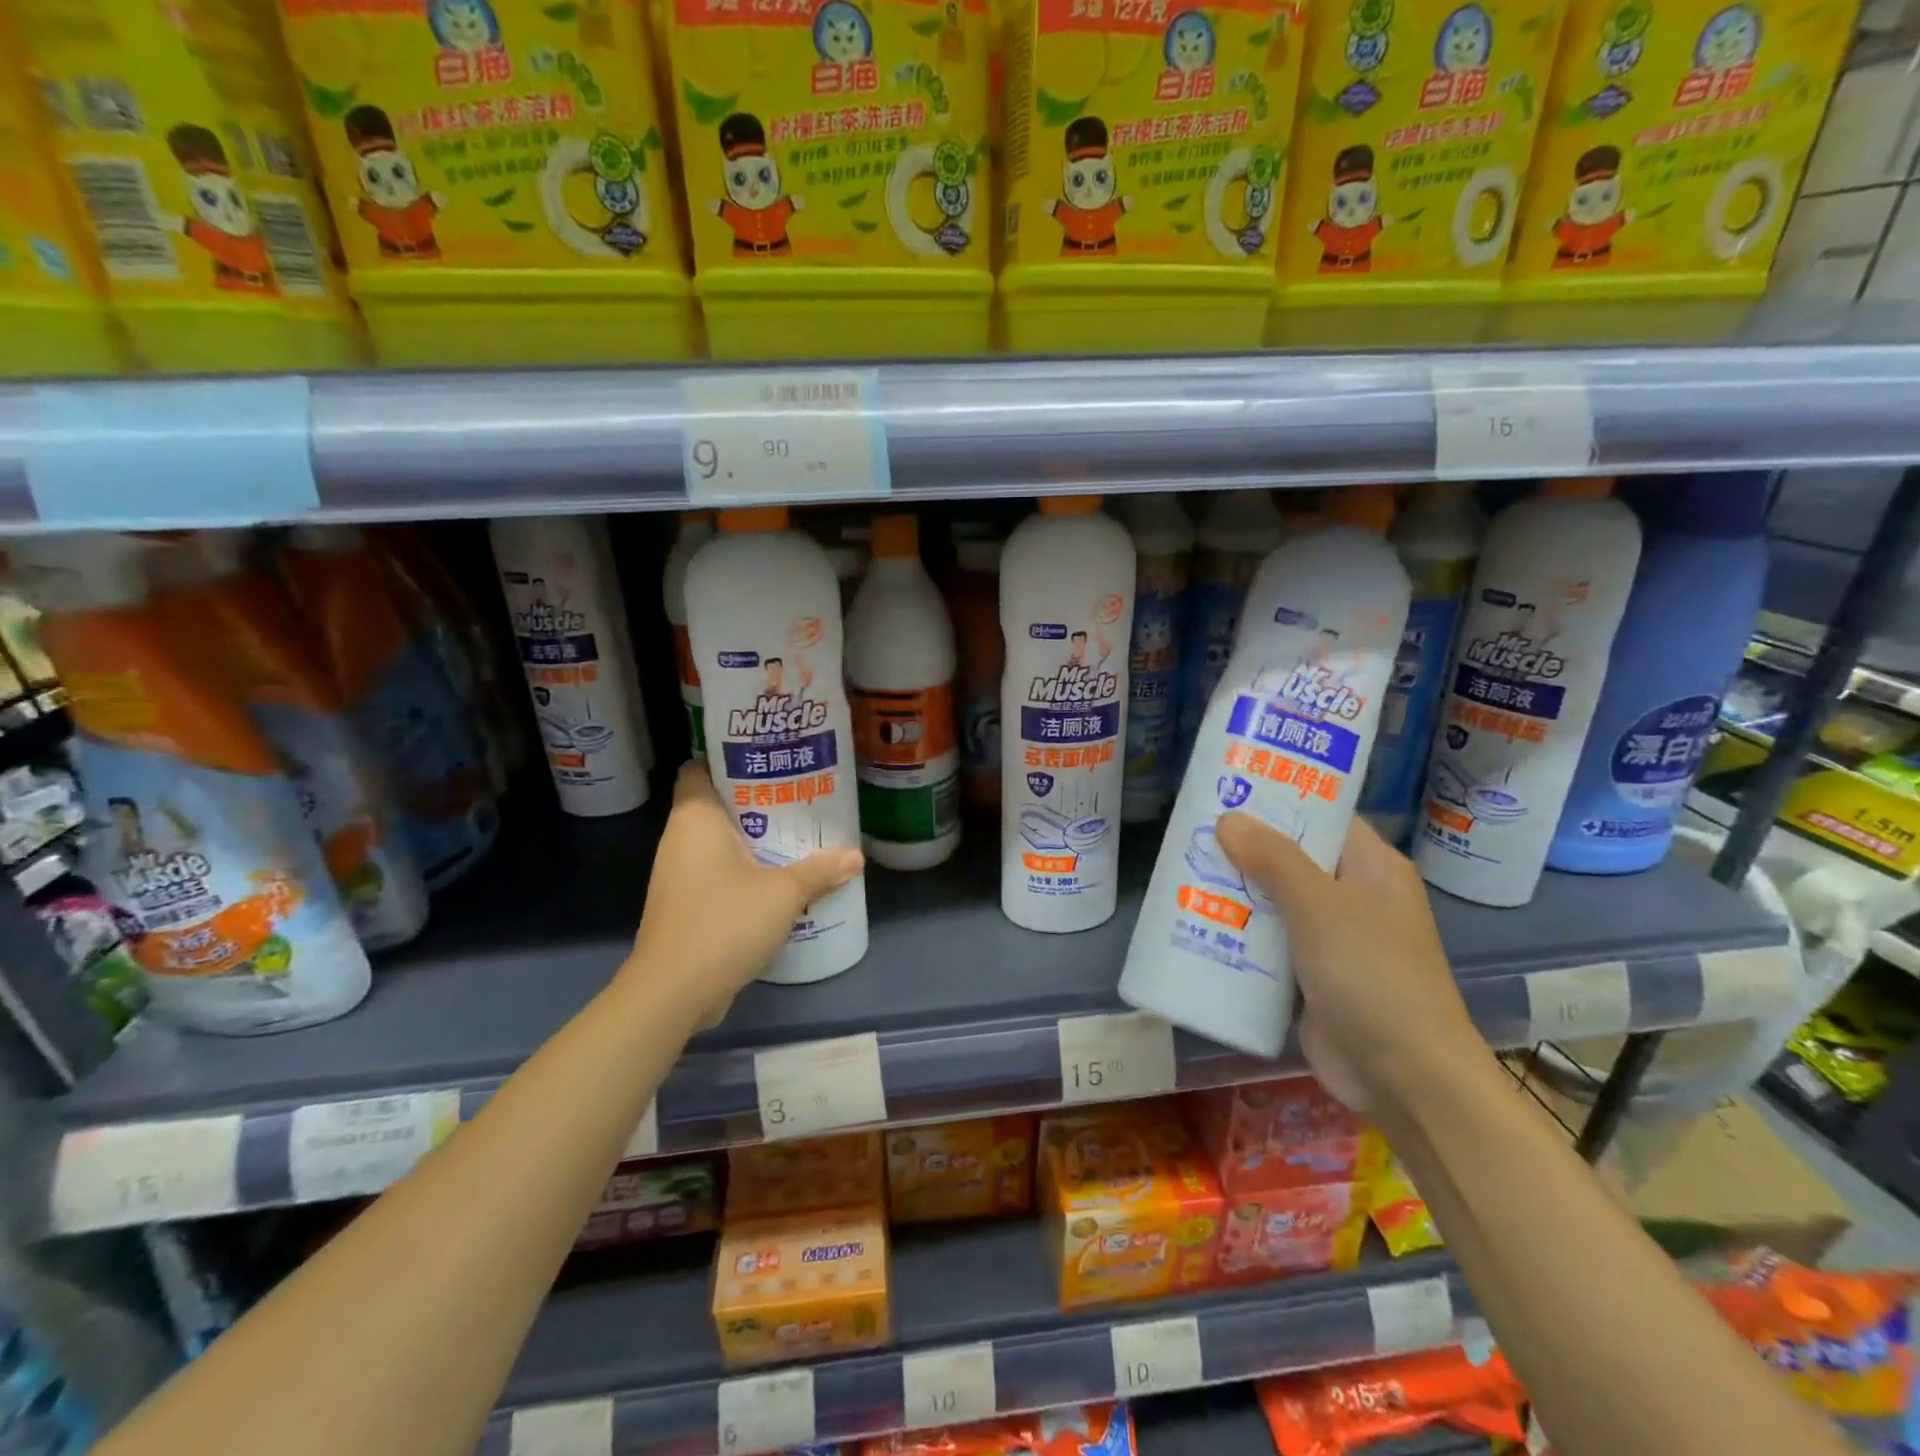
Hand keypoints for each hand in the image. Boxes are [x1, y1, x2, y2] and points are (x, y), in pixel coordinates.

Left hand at [625, 763, 863, 1018]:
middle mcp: (680, 840)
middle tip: (800, 797)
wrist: (673, 992)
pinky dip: (744, 871)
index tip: (770, 761)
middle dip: (757, 802)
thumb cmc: (724, 922)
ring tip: (797, 835)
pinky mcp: (684, 906)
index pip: (700, 769)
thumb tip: (856, 856)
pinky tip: (778, 880)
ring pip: (719, 843)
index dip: (730, 760)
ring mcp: (678, 876)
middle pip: (717, 806)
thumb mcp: (784, 893)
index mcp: (696, 819)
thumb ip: (820, 870)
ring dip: (754, 840)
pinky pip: (717, 874)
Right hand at [1213, 812, 1487, 1112]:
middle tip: (1191, 829)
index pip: (1323, 815)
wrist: (1402, 1077)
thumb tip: (1228, 818)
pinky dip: (1240, 929)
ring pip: (1276, 899)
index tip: (1229, 787)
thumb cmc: (1371, 975)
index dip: (1280, 799)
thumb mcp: (1320, 906)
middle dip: (1244, 846)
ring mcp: (1332, 937)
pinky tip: (1198, 918)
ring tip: (1183, 867)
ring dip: (1236, 889)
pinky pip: (1269, 939)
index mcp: (1371, 867)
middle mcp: (1353, 895)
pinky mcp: (1311, 973)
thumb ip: (1274, 859)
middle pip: (1292, 857)